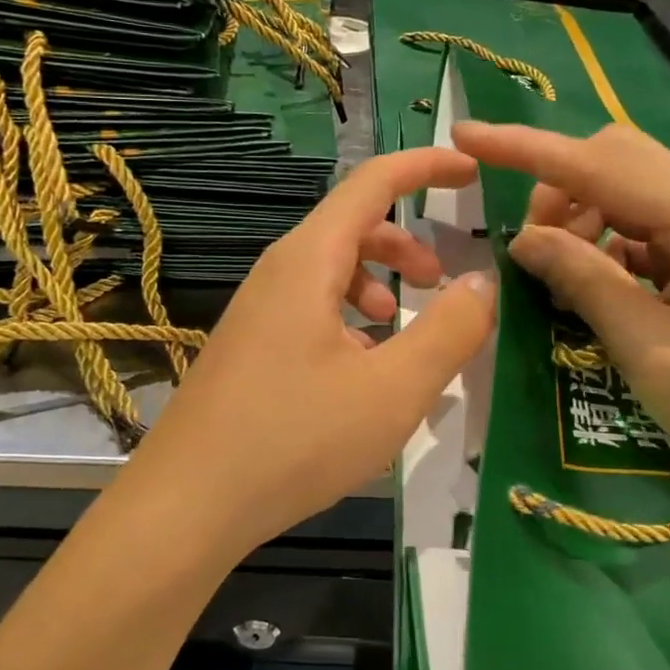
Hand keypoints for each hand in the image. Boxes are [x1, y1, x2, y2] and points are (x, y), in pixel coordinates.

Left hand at [123, 148, 496, 557]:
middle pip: (351, 227)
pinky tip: (362, 372)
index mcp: (308, 260)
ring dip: (376, 285)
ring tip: (401, 331)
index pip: (373, 182)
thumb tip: (481, 282)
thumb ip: (448, 330)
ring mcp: (257, 311)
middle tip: (442, 279)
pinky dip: (348, 321)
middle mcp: (278, 272)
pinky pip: (309, 310)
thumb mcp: (392, 389)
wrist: (188, 503)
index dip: (426, 166)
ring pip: (329, 273)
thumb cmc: (295, 439)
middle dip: (405, 243)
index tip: (471, 171)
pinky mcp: (250, 348)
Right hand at [453, 120, 669, 510]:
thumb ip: (587, 284)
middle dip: (556, 187)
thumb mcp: (653, 354)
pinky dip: (607, 238)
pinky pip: (645, 218)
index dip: (525, 148)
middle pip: (614, 156)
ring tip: (562, 277)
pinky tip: (599, 284)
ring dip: (580, 213)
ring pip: (628, 183)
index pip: (596, 165)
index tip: (465, 136)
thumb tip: (524, 238)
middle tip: (530, 251)